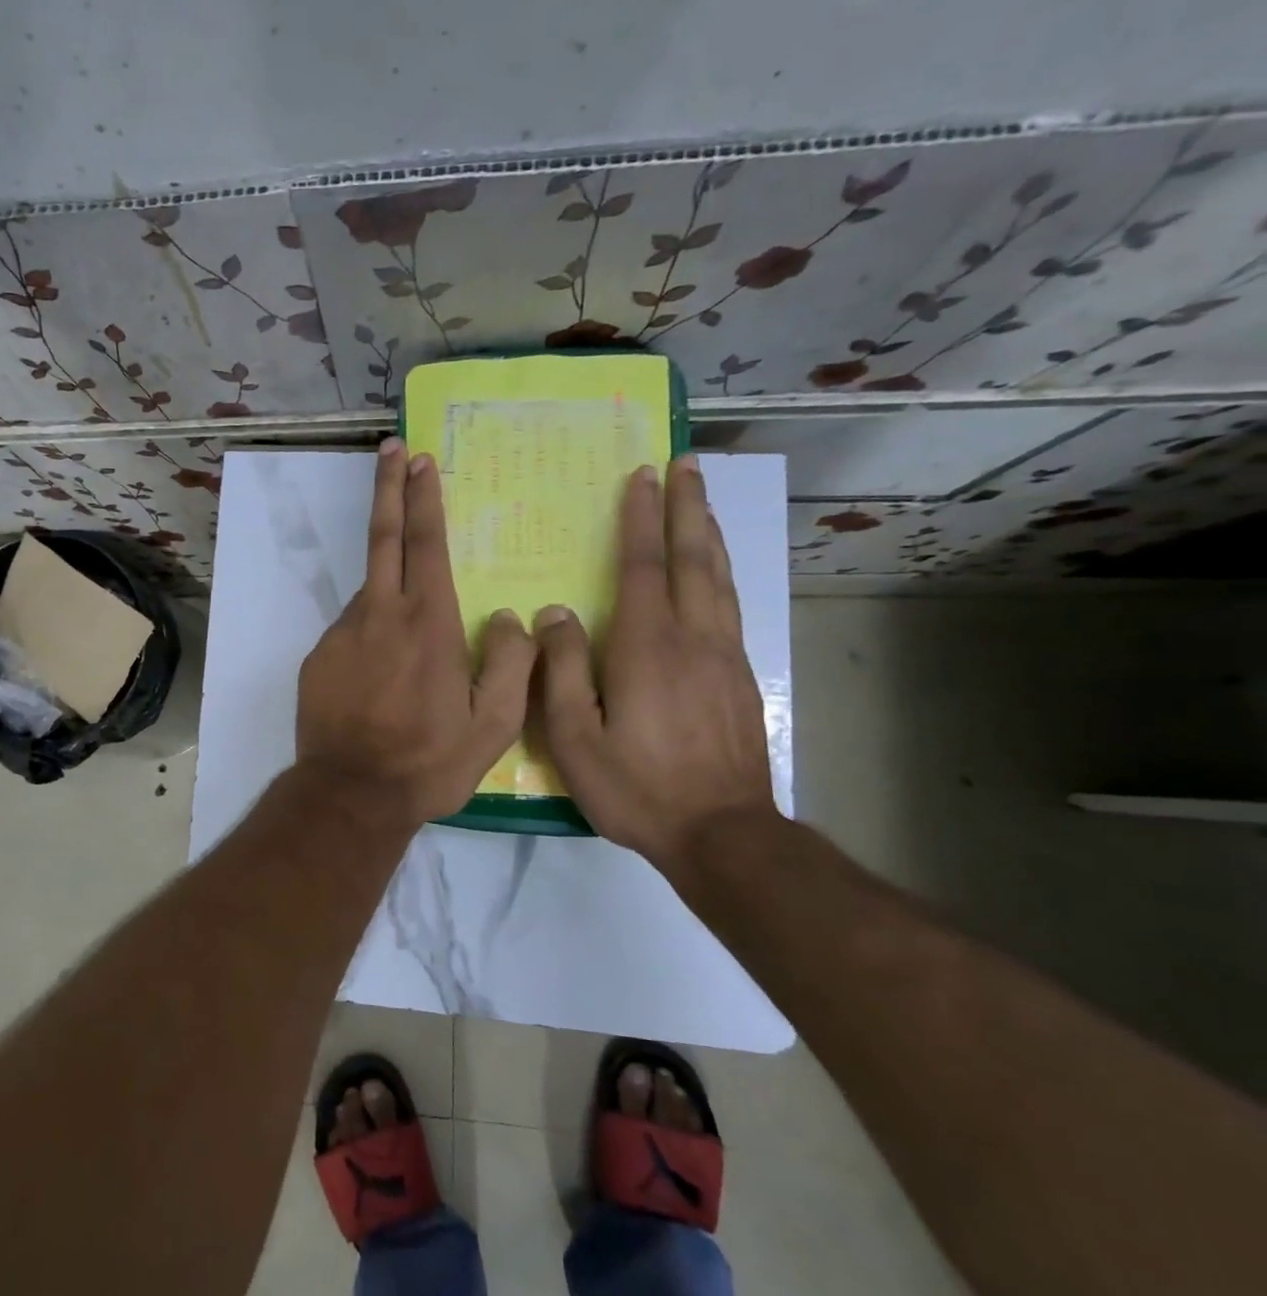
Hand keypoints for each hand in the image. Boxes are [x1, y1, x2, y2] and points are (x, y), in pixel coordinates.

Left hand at [296, 440, 535, 827]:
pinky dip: (371, 633)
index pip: (425, 543)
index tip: (419, 460)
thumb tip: (509, 618)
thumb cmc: (428, 762)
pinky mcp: (319, 657)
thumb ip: (510, 663)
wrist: (351, 794)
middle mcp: (380, 615)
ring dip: (388, 586)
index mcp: (427, 623)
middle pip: (384, 538)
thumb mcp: (493, 725)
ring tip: (410, 638)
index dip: (423, 497)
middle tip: (391, 450)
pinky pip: (353, 631)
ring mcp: (342, 634)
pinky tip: (382, 674)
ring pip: (370, 592)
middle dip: (389, 489)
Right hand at [535, 456, 777, 874]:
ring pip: (719, 578)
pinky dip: (721, 572)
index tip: (641, 476)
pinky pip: (730, 606)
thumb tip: (555, 613)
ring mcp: (724, 656)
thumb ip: (563, 670)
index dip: (641, 518)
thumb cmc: (637, 786)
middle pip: (693, 559)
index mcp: (647, 647)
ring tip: (702, 500)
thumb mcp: (577, 737)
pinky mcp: (740, 677)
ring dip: (708, 533)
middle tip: (686, 463)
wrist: (721, 832)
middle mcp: (693, 638)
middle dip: (686, 507)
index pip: (644, 566)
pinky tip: (716, 569)